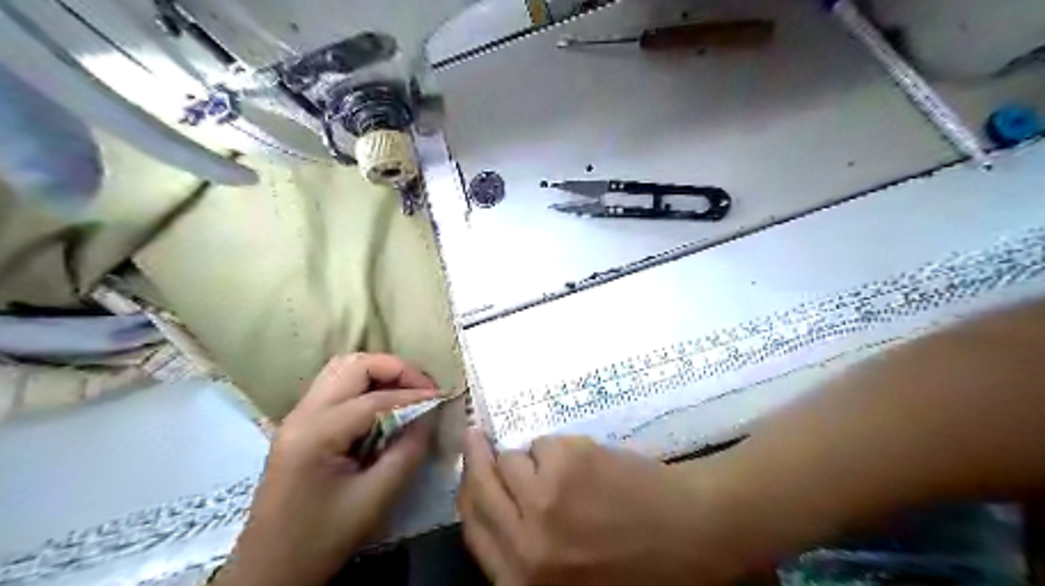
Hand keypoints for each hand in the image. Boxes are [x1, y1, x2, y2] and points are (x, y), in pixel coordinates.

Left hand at [217, 353, 437, 584]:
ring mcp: (296, 418)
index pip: (374, 399)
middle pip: (352, 366)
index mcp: (316, 433)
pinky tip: (384, 406)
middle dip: (394, 369)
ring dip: (378, 373)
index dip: (414, 395)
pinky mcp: (299, 427)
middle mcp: (302, 415)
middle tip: (424, 386)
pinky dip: (364, 386)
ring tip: (408, 391)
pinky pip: (335, 387)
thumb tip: (429, 417)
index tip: (443, 397)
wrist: (270, 571)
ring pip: (341, 370)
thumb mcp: (375, 499)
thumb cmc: (322, 539)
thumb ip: (407, 452)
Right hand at [460, 430, 747, 585]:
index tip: (467, 471)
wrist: (693, 535)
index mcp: (523, 580)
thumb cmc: (634, 565)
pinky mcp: (568, 462)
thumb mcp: (565, 577)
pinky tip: (592, 466)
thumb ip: (522, 549)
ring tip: (569, 471)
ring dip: (533, 460)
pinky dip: (562, 449)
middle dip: (475, 458)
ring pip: (512, 458)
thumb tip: (494, 503)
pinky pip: (545, 443)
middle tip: (476, 438)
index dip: (467, 495)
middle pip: (478, 487)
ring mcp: (544, 498)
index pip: (473, 529)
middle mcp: (524, 543)